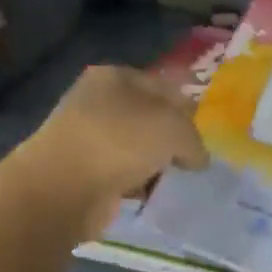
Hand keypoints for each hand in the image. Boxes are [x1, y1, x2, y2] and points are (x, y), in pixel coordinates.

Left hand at [17, 64, 208, 238]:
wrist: (63, 188)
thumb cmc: (120, 142)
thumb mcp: (175, 130)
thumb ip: (195, 140)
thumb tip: (197, 159)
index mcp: (116, 76)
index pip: (166, 87)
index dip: (190, 111)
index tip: (207, 137)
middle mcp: (99, 101)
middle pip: (151, 119)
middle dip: (174, 141)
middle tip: (195, 162)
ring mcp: (88, 136)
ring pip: (138, 148)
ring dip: (157, 165)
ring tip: (178, 181)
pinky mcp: (84, 170)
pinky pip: (124, 174)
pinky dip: (140, 184)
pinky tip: (153, 195)